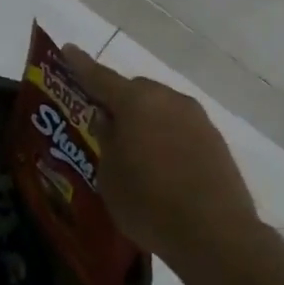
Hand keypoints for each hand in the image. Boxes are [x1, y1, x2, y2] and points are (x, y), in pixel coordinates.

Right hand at [61, 46, 261, 263]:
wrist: (215, 234)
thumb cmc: (148, 203)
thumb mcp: (109, 175)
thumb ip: (106, 140)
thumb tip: (108, 120)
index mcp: (137, 102)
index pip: (100, 77)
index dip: (80, 65)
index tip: (68, 50)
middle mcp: (169, 100)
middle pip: (136, 90)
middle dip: (118, 101)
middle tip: (103, 124)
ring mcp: (197, 119)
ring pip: (161, 108)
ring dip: (144, 120)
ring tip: (133, 149)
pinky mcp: (215, 141)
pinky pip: (180, 127)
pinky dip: (165, 136)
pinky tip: (160, 163)